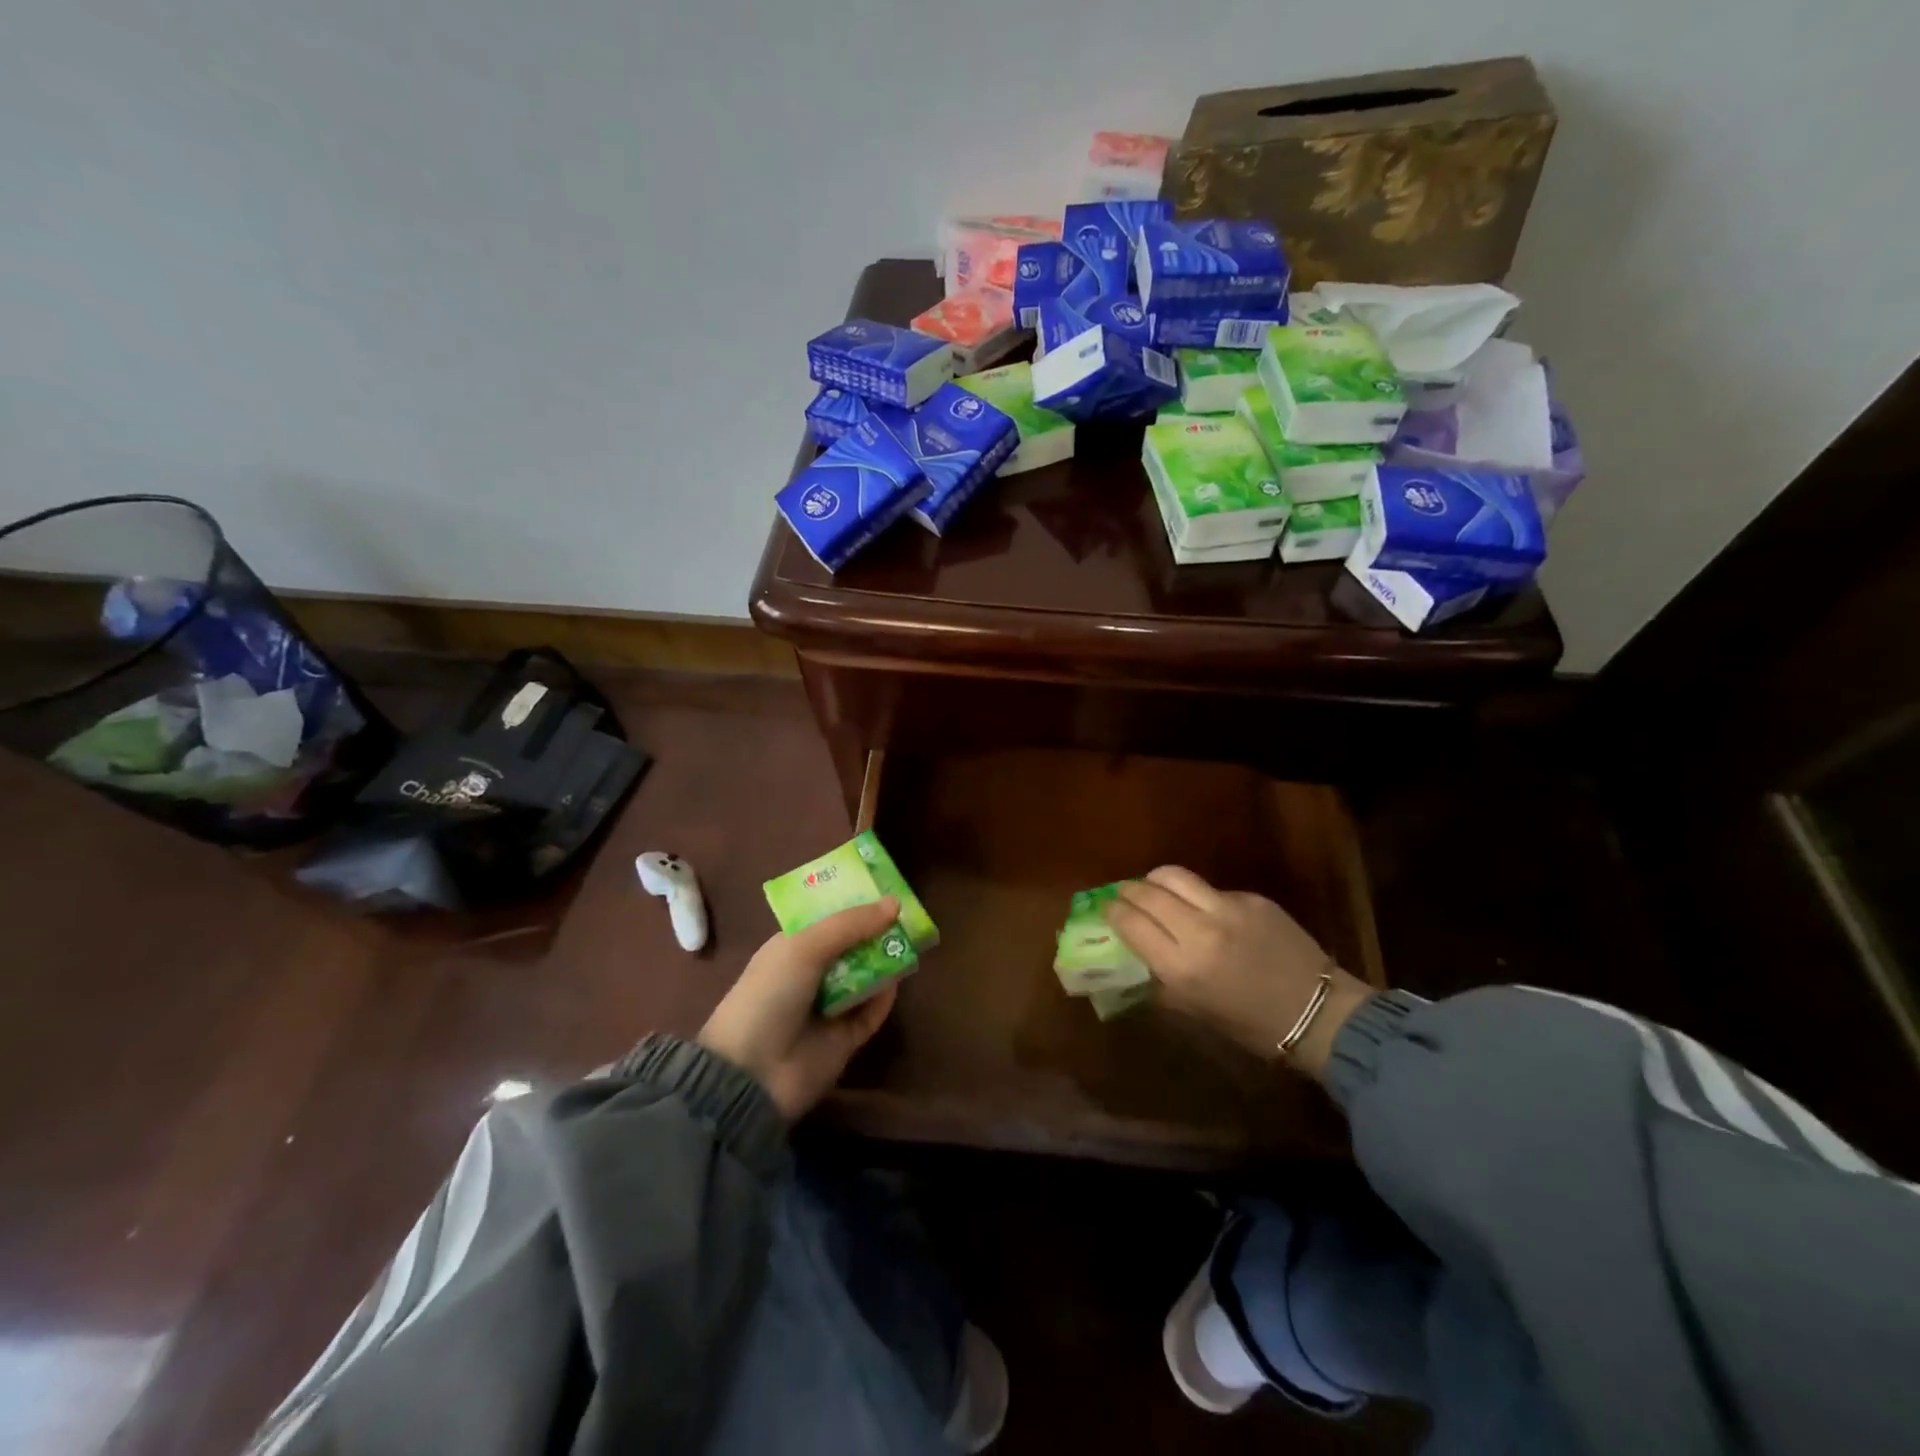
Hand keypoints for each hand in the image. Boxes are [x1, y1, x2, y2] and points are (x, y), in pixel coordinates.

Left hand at [698, 899, 900, 1120]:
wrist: (751, 1074)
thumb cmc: (769, 995)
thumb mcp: (804, 948)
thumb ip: (850, 924)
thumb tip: (895, 903)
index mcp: (792, 947)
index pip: (827, 918)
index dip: (853, 901)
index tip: (885, 885)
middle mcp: (810, 973)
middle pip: (851, 945)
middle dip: (876, 929)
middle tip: (909, 912)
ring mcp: (828, 1007)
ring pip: (865, 976)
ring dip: (885, 959)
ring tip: (913, 939)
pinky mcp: (845, 1038)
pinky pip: (872, 1012)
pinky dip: (885, 996)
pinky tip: (899, 979)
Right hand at [1105, 867, 1371, 1077]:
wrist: (1319, 1013)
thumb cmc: (1252, 1026)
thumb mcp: (1196, 1012)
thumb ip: (1162, 982)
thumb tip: (1135, 960)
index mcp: (1182, 967)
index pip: (1130, 923)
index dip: (1113, 912)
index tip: (1106, 910)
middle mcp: (1199, 930)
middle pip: (1147, 893)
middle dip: (1128, 891)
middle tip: (1122, 895)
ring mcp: (1228, 908)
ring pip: (1175, 876)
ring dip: (1155, 880)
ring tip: (1151, 888)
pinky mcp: (1251, 898)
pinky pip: (1210, 888)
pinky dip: (1196, 895)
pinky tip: (1202, 909)